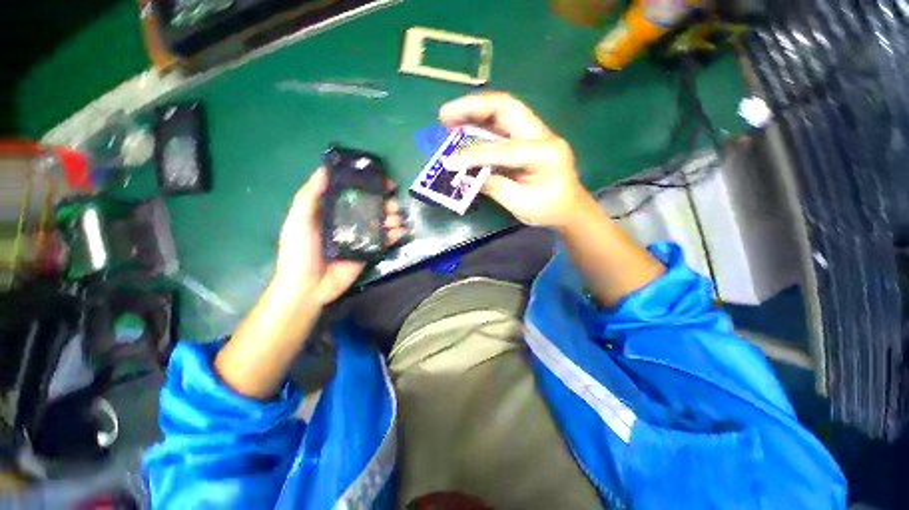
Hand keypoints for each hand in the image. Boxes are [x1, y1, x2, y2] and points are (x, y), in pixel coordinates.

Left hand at [274, 168, 404, 304]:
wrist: (308, 287)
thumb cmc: (299, 251)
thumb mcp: (298, 220)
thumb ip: (309, 196)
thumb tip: (324, 168)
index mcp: (332, 211)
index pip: (354, 193)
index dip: (368, 185)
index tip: (382, 180)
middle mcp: (349, 221)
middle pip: (372, 207)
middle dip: (385, 202)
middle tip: (392, 204)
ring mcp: (361, 237)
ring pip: (381, 222)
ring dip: (392, 217)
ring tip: (396, 218)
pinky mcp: (369, 251)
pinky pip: (385, 240)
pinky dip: (395, 234)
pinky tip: (399, 231)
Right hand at [439, 92, 590, 226]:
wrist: (571, 209)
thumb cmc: (550, 210)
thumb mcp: (522, 204)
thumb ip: (495, 186)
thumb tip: (467, 175)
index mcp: (546, 153)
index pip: (504, 149)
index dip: (474, 155)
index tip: (449, 162)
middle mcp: (542, 135)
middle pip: (506, 107)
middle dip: (473, 108)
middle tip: (445, 116)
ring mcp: (536, 134)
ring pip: (503, 111)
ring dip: (475, 112)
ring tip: (449, 119)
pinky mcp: (528, 140)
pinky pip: (502, 126)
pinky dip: (481, 125)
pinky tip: (465, 129)